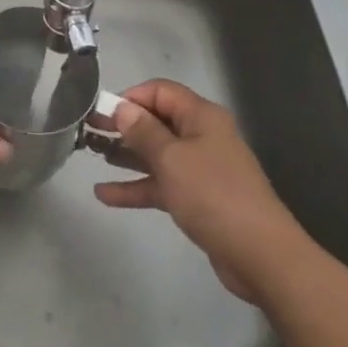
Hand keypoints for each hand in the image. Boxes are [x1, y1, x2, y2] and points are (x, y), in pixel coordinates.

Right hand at [92, 79, 306, 302]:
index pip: (160, 92)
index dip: (130, 97)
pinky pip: (161, 184)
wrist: (260, 255)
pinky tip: (105, 195)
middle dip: (123, 125)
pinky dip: (136, 187)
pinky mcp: (198, 199)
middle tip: (87, 130)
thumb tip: (123, 108)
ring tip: (91, 155)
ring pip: (156, 154)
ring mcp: (201, 169)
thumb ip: (143, 132)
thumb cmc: (213, 195)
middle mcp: (202, 136)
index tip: (101, 111)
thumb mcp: (172, 159)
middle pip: (156, 122)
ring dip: (125, 154)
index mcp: (201, 117)